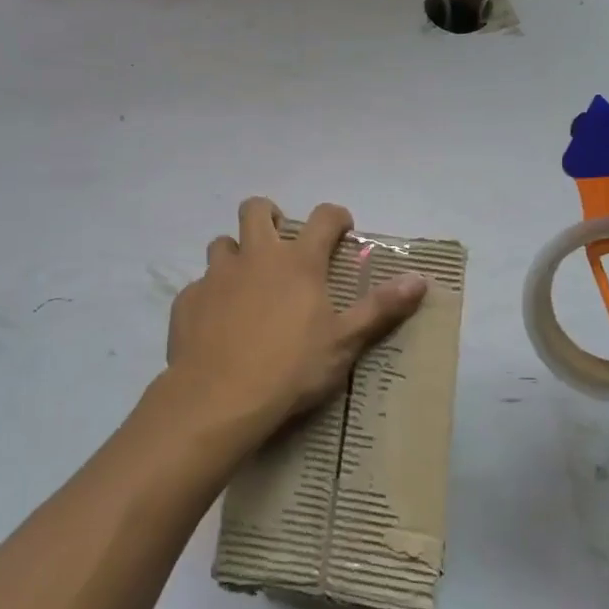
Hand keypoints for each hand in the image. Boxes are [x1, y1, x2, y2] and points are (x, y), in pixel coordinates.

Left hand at [154, 198, 427, 451]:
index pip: (323, 218)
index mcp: (297, 262)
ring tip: (245, 283)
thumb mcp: (344, 342)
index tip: (342, 229)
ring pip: (221, 244)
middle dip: (269, 215)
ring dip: (235, 254)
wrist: (218, 399)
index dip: (336, 217)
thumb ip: (380, 308)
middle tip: (280, 240)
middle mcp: (255, 257)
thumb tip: (420, 279)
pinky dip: (211, 295)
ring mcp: (216, 276)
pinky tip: (216, 323)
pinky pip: (199, 286)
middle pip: (256, 210)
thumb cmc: (290, 369)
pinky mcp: (188, 300)